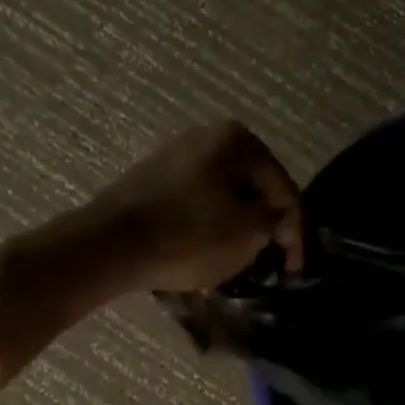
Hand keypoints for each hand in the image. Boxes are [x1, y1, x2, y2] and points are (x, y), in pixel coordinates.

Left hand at [91, 122, 303, 292]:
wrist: (110, 245)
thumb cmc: (189, 235)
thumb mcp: (247, 233)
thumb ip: (274, 220)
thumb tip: (276, 215)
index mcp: (237, 140)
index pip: (283, 188)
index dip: (295, 231)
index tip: (293, 268)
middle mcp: (207, 136)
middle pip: (253, 187)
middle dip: (264, 223)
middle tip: (270, 258)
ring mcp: (176, 154)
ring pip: (224, 194)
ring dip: (237, 225)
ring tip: (240, 257)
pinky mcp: (153, 178)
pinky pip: (197, 201)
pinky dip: (209, 223)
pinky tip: (207, 248)